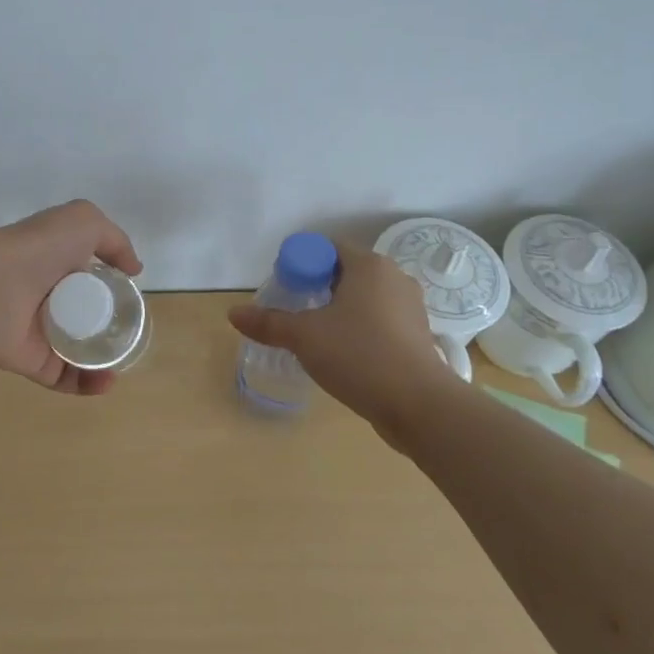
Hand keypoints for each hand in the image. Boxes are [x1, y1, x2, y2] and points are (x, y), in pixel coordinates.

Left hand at [0, 200, 143, 395]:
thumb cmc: (37, 250)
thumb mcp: (82, 220)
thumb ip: (113, 238)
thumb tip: (133, 270)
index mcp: (52, 261)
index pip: (84, 273)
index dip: (107, 282)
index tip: (129, 294)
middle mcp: (43, 295)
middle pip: (83, 313)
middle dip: (109, 324)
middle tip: (130, 331)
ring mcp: (38, 331)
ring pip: (78, 348)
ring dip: (104, 358)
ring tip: (121, 360)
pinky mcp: (33, 362)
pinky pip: (67, 377)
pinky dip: (89, 383)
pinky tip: (107, 379)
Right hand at [228, 244, 453, 442]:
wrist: (420, 405)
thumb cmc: (359, 355)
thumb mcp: (304, 337)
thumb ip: (268, 323)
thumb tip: (233, 313)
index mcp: (369, 265)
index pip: (327, 248)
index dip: (301, 263)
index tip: (285, 288)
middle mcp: (394, 278)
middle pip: (345, 271)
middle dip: (318, 287)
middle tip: (295, 311)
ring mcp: (411, 307)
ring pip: (364, 298)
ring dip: (339, 310)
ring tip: (317, 335)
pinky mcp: (418, 336)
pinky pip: (380, 320)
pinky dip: (360, 329)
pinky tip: (345, 353)